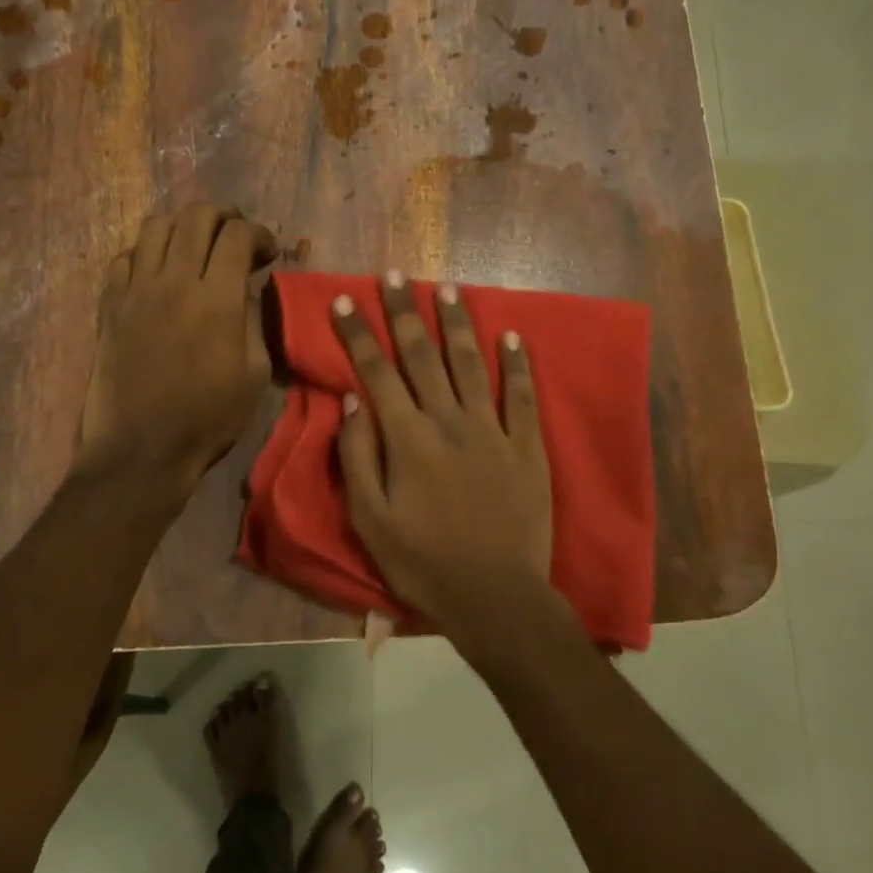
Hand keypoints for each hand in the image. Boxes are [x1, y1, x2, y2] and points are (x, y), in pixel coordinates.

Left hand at [75, 204, 276, 493]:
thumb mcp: (254, 374)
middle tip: (236, 237)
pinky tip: (159, 274)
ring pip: (156, 226)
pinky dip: (147, 254)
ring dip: (184, 227)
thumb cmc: (208, 419)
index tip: (268, 254)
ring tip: (196, 248)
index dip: (260, 234)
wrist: (142, 450)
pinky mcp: (110, 305)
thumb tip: (246, 289)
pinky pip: (125, 257)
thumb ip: (253, 320)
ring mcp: (136, 290)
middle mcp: (175, 281)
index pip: (238, 235)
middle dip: (225, 216)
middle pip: (197, 215)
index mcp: (217, 300)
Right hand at [331, 273, 555, 640]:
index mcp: (407, 438)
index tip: (346, 299)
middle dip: (406, 312)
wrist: (495, 597)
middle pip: (423, 355)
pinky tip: (514, 335)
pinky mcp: (526, 447)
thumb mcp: (370, 519)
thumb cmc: (422, 562)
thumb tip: (350, 403)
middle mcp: (448, 421)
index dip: (358, 334)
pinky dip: (519, 364)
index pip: (376, 372)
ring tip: (448, 287)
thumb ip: (357, 457)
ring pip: (472, 364)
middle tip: (395, 275)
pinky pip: (523, 397)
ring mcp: (493, 430)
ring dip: (458, 324)